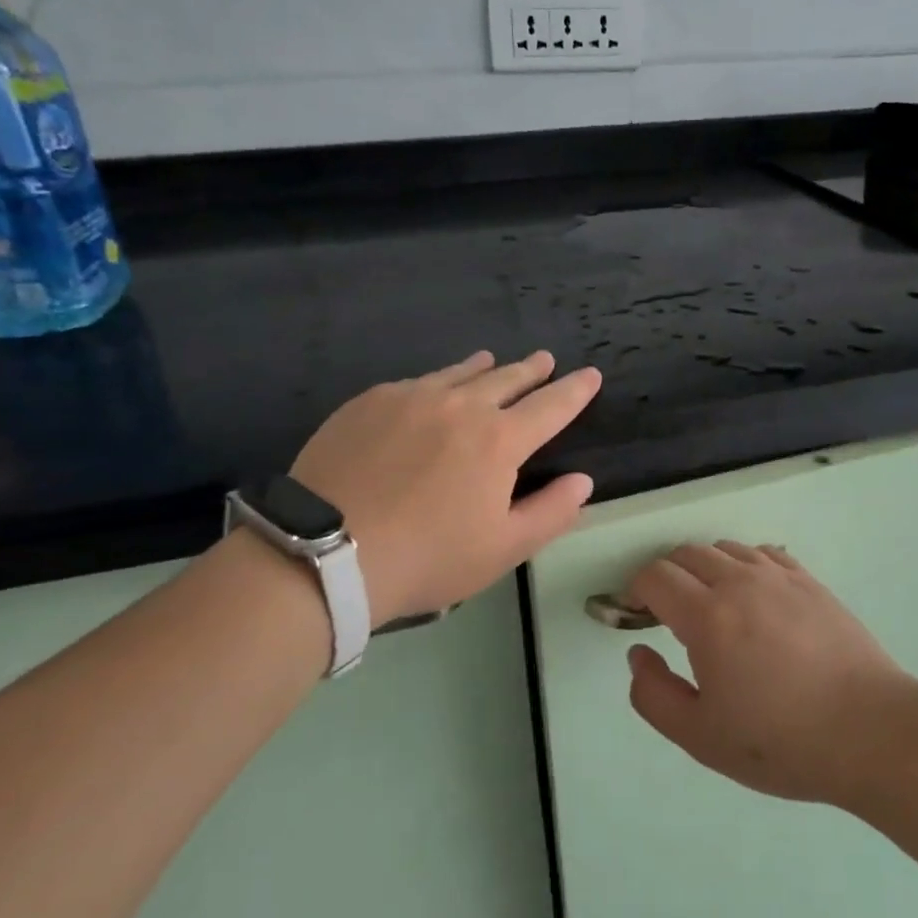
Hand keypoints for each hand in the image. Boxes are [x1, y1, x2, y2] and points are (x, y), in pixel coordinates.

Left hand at [291, 350, 601, 624]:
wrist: (326, 552)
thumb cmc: (427, 557)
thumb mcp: (503, 549)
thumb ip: (551, 512)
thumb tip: (583, 481)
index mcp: (500, 440)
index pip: (552, 405)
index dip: (575, 390)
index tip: (591, 375)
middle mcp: (461, 405)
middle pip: (507, 378)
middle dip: (532, 370)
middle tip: (545, 360)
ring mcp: (412, 397)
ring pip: (459, 373)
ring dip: (485, 367)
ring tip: (493, 360)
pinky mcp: (371, 401)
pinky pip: (416, 382)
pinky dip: (437, 381)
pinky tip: (431, 391)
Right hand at [623, 543, 916, 807]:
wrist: (871, 732)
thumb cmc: (781, 741)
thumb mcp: (701, 736)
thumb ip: (653, 694)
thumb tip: (638, 653)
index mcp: (708, 616)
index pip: (656, 576)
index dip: (635, 590)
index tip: (636, 615)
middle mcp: (740, 582)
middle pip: (687, 553)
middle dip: (666, 576)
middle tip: (668, 613)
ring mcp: (780, 577)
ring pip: (725, 548)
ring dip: (705, 568)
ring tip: (712, 605)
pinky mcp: (810, 582)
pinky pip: (764, 553)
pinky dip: (744, 565)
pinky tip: (753, 595)